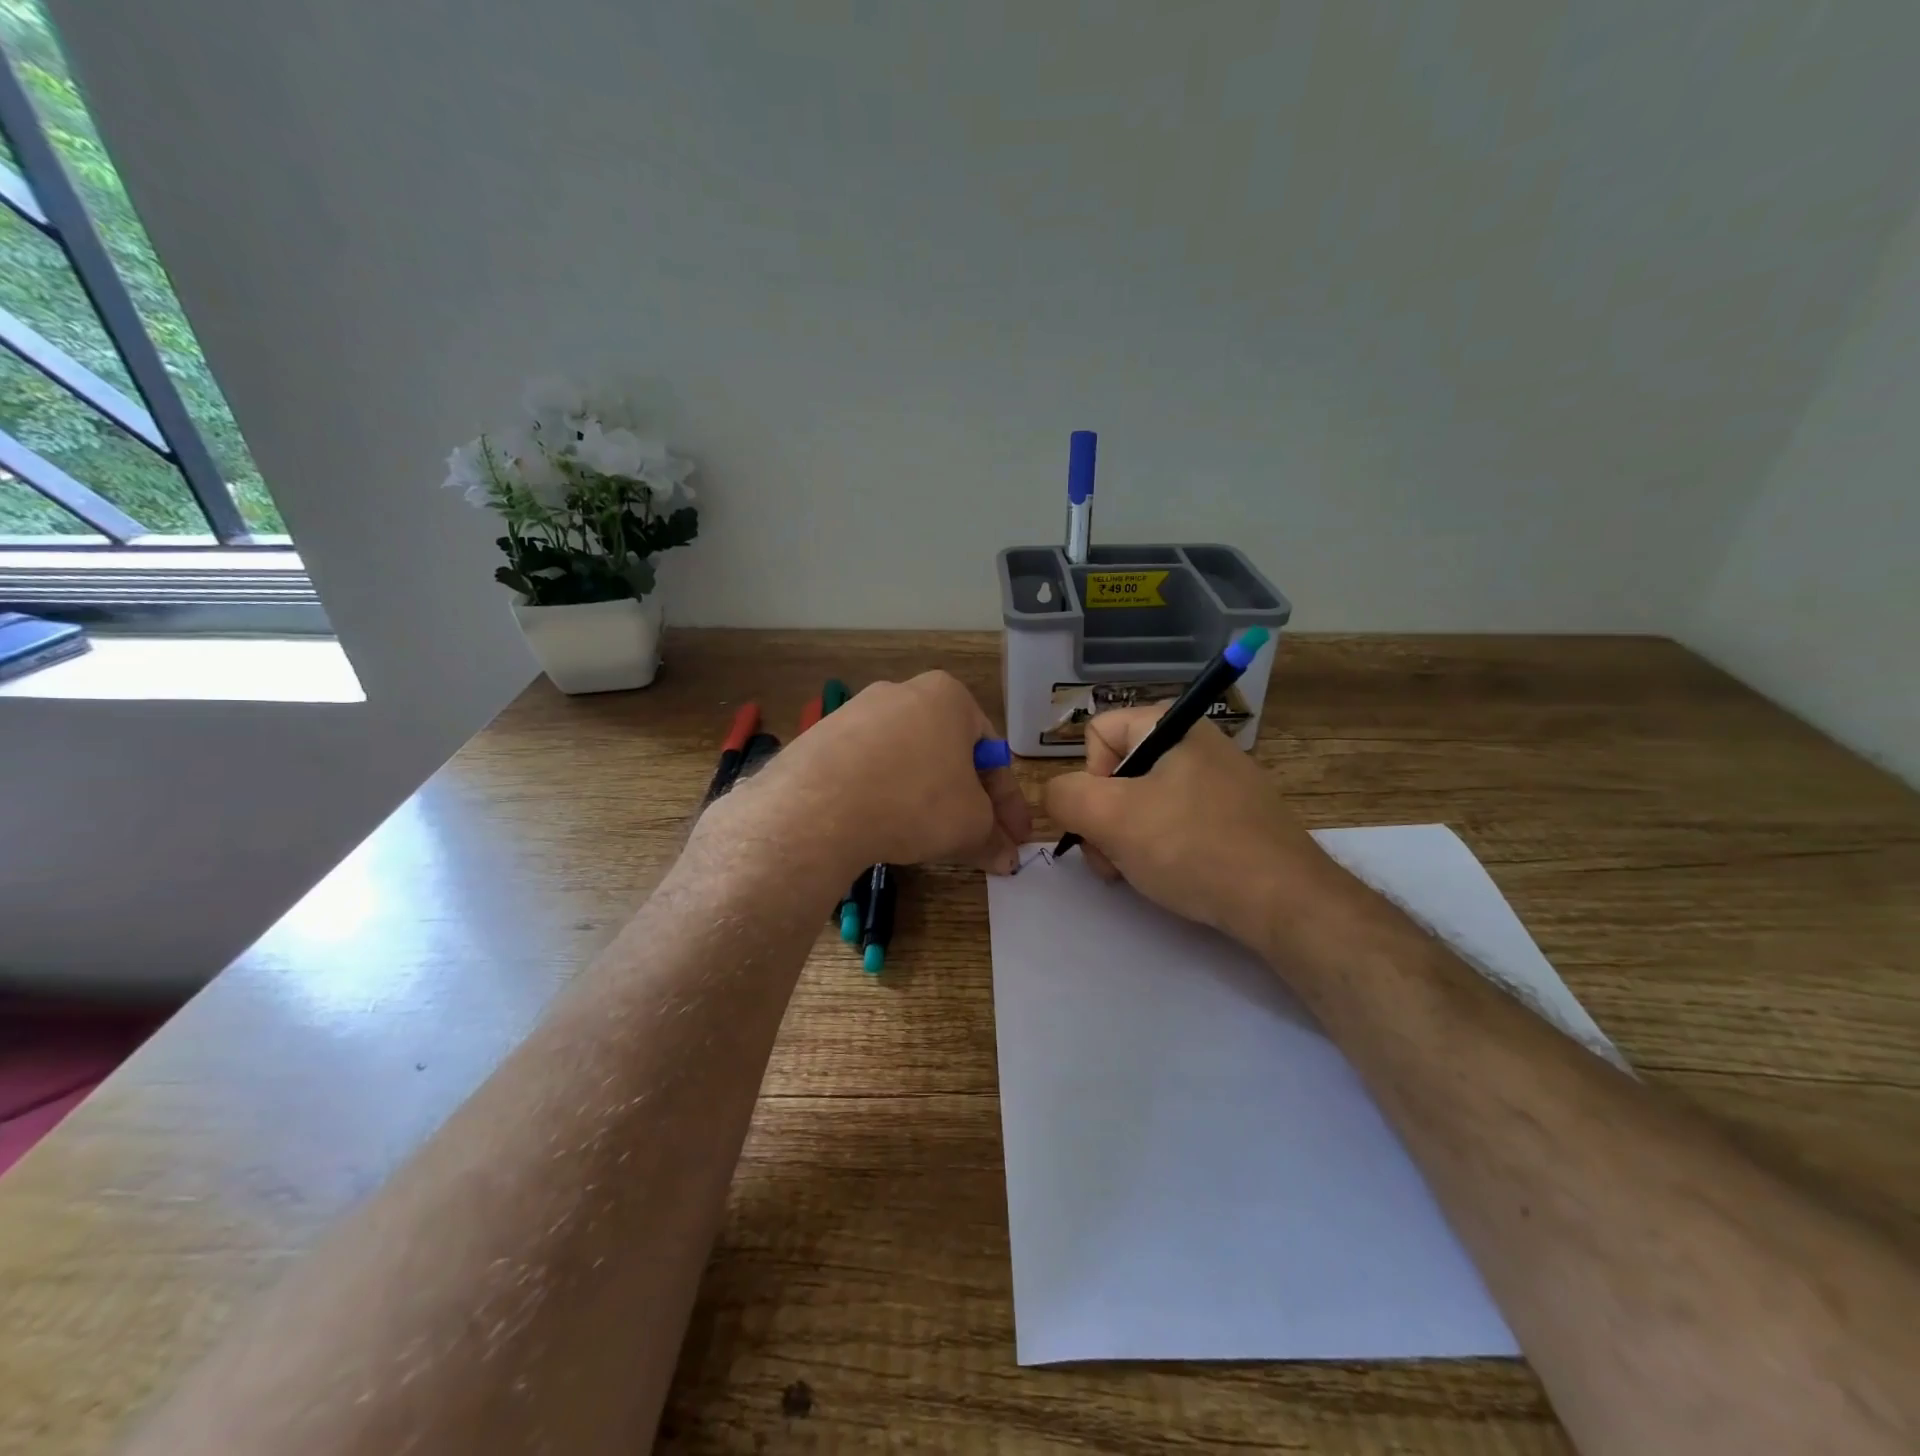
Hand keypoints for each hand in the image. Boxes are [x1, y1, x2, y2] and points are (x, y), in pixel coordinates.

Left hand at [711, 672, 1031, 878]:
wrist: (818, 806)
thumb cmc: (916, 800)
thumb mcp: (970, 825)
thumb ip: (993, 838)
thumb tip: (1007, 858)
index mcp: (949, 696)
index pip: (992, 753)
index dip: (1009, 803)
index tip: (1015, 839)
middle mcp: (903, 692)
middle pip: (949, 754)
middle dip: (967, 799)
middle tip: (976, 838)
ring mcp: (857, 712)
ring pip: (908, 761)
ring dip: (926, 798)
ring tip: (928, 838)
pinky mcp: (822, 738)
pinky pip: (868, 769)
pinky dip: (885, 796)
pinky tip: (883, 826)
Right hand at [1044, 708, 1343, 951]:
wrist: (1284, 901)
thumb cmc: (1192, 847)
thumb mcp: (1111, 818)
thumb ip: (1064, 796)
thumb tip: (1058, 796)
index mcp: (1172, 726)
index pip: (1098, 733)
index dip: (1089, 778)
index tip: (1106, 817)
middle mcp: (1198, 743)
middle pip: (1119, 771)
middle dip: (1105, 818)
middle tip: (1113, 858)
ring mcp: (1222, 781)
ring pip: (1144, 802)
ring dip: (1128, 839)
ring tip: (1140, 873)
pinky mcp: (1237, 816)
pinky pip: (1178, 822)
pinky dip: (1163, 848)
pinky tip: (1173, 876)